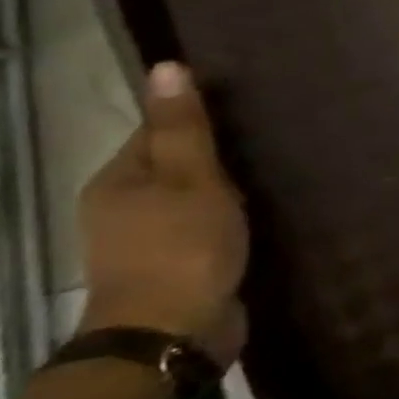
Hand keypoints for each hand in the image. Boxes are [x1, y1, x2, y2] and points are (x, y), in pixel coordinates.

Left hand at [78, 63, 248, 368]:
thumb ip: (184, 128)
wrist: (175, 331)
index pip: (158, 130)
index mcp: (117, 181)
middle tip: (276, 137)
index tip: (251, 107)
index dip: (199, 116)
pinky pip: (208, 225)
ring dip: (230, 187)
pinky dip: (233, 215)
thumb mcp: (190, 179)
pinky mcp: (180, 264)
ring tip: (280, 172)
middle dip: (218, 153)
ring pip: (194, 197)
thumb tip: (167, 66)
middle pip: (176, 165)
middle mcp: (124, 206)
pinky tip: (267, 212)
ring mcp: (150, 240)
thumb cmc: (182, 247)